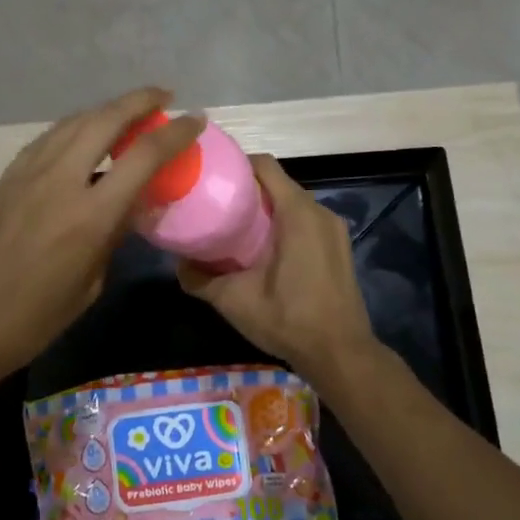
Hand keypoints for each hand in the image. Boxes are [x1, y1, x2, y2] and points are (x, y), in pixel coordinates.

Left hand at [0, 88, 204, 394]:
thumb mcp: (88, 287)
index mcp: (90, 215)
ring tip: (126, 113)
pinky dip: (73, 129)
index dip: (175, 133)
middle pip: (105, 119)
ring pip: (72, 122)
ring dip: (105, 110)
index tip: (195, 120)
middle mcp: (59, 180)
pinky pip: (47, 140)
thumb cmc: (29, 322)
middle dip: (139, 100)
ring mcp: (26, 173)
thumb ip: (112, 238)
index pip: (143, 156)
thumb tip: (130, 208)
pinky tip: (81, 137)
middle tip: (162, 96)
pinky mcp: (4, 177)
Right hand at [178, 154, 376, 386]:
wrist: (341, 354)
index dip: (236, 165)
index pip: (264, 166)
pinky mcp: (339, 246)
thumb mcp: (235, 300)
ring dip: (266, 208)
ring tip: (234, 225)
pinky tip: (262, 247)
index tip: (211, 177)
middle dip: (247, 188)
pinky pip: (306, 220)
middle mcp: (319, 211)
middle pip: (278, 183)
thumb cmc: (289, 319)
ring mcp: (333, 229)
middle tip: (216, 204)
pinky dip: (283, 223)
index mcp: (297, 212)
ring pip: (292, 203)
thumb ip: (201, 279)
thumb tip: (178, 264)